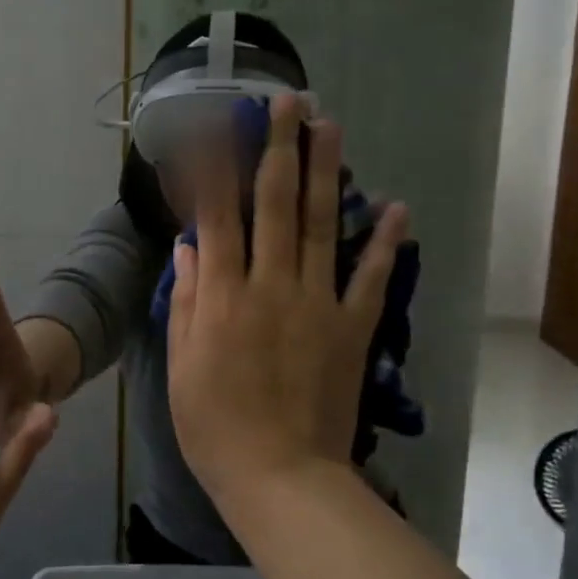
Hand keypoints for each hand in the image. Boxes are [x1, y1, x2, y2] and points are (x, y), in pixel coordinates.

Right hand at [165, 94, 407, 512]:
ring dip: (326, 172)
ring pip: (320, 226)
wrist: (281, 476)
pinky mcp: (352, 328)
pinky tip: (395, 207)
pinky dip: (384, 242)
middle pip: (274, 204)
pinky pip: (371, 278)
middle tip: (288, 102)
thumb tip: (189, 246)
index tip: (216, 124)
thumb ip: (188, 301)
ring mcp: (317, 304)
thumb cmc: (216, 427)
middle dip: (278, 147)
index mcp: (224, 296)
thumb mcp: (182, 367)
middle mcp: (271, 286)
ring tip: (330, 126)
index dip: (215, 166)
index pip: (217, 216)